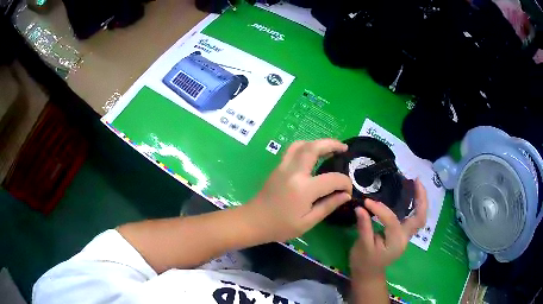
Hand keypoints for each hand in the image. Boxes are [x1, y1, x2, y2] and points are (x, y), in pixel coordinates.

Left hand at [245, 139, 352, 242]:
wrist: (253, 221)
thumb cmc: (280, 226)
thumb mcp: (307, 222)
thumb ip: (328, 205)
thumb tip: (346, 195)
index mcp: (304, 189)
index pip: (332, 179)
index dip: (345, 183)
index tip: (348, 191)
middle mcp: (294, 172)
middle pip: (314, 148)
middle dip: (332, 144)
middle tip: (344, 148)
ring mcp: (283, 166)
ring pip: (302, 144)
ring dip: (318, 143)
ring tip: (330, 148)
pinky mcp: (278, 167)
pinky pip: (293, 150)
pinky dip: (306, 147)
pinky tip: (313, 155)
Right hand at [349, 179, 427, 280]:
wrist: (368, 274)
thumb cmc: (363, 262)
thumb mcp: (362, 246)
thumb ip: (364, 227)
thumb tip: (361, 207)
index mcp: (395, 243)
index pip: (392, 221)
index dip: (380, 209)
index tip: (367, 201)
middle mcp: (405, 239)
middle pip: (420, 218)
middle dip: (421, 199)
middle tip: (417, 180)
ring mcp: (405, 237)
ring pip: (419, 218)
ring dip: (420, 201)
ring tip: (417, 184)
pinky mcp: (402, 235)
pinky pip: (413, 219)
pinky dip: (415, 206)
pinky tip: (411, 196)